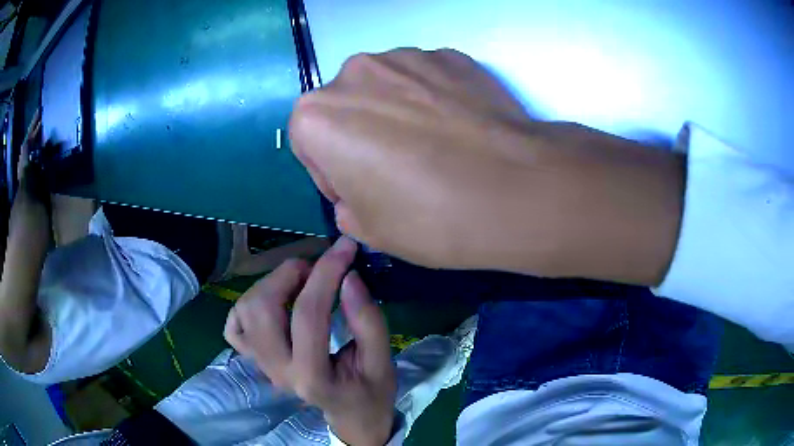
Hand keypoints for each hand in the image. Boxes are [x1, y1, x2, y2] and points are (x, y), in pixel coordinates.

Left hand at [225, 238, 395, 445]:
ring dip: (272, 284)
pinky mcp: (254, 359)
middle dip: (290, 275)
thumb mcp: (382, 361)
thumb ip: (368, 321)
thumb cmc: (370, 391)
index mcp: (312, 376)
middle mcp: (277, 370)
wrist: (350, 415)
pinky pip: (235, 324)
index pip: (309, 315)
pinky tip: (273, 302)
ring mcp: (260, 364)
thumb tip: (349, 276)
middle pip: (263, 309)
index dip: (326, 273)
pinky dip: (248, 304)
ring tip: (300, 282)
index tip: (345, 247)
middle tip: (318, 269)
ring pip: (245, 310)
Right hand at [289, 48, 684, 284]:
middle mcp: (353, 72)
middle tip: (397, 169)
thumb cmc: (429, 216)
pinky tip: (459, 129)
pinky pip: (426, 79)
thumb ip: (346, 205)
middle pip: (345, 108)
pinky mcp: (450, 55)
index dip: (332, 172)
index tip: (361, 192)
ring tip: (434, 147)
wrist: (515, 189)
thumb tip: (356, 193)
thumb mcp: (368, 230)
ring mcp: (406, 55)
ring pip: (385, 88)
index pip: (309, 144)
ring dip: (396, 113)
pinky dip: (432, 100)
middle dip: (360, 136)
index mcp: (317, 115)